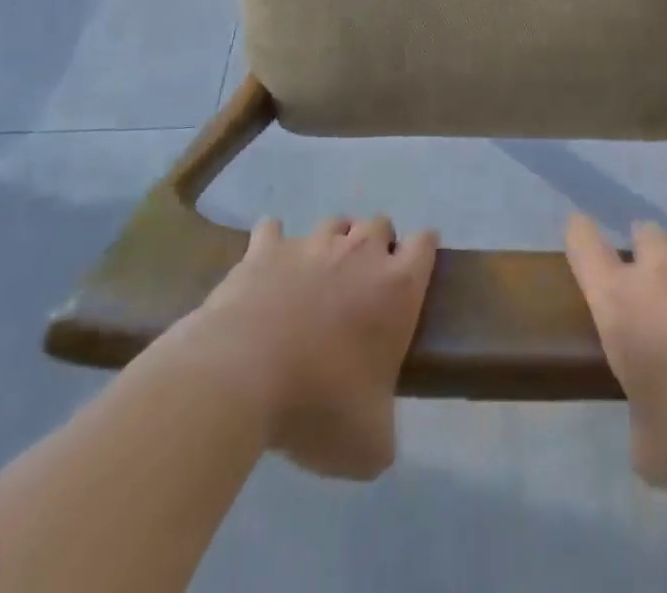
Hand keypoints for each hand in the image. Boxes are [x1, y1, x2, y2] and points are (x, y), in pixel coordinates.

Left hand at [169, 215, 437, 480]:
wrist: (242, 377)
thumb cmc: (318, 405)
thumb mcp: (369, 444)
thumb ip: (385, 426)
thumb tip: (377, 428)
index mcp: (396, 287)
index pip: (424, 244)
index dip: (422, 253)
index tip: (414, 274)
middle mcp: (359, 252)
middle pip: (380, 224)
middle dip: (377, 246)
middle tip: (363, 287)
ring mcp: (311, 244)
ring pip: (333, 224)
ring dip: (333, 243)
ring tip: (318, 277)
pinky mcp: (266, 248)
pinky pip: (272, 230)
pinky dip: (272, 243)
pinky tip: (267, 265)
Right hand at [565, 212, 666, 498]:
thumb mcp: (650, 452)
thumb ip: (637, 416)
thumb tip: (648, 413)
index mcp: (621, 303)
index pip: (582, 243)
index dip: (581, 237)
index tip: (586, 242)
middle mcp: (661, 266)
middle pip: (643, 231)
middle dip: (650, 257)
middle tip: (666, 293)